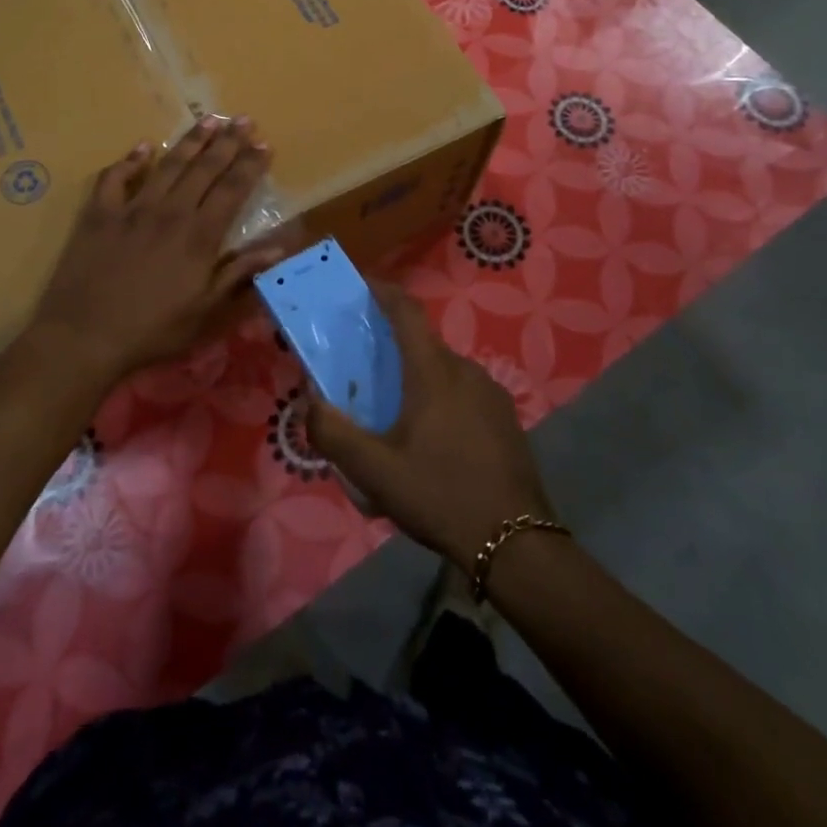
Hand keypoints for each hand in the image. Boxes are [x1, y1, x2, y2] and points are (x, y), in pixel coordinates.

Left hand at [30, 116, 286, 380]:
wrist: (84, 336)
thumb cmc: (152, 330)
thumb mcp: (205, 311)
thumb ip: (239, 273)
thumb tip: (278, 247)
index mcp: (199, 236)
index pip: (232, 190)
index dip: (250, 166)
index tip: (265, 144)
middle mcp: (170, 212)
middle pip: (204, 169)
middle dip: (228, 142)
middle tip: (244, 119)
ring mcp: (132, 209)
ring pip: (168, 165)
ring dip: (190, 141)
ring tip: (208, 119)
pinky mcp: (99, 214)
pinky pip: (115, 178)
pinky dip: (130, 161)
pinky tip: (143, 147)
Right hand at [305, 283, 553, 573]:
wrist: (516, 542)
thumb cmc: (440, 495)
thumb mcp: (375, 472)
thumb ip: (334, 434)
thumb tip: (311, 403)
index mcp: (433, 372)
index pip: (406, 312)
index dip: (383, 291)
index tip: (362, 284)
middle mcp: (465, 370)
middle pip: (423, 344)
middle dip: (393, 346)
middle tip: (365, 369)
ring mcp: (491, 394)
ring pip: (445, 371)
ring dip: (418, 377)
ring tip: (396, 412)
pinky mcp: (505, 418)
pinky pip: (464, 393)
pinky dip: (441, 398)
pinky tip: (432, 438)